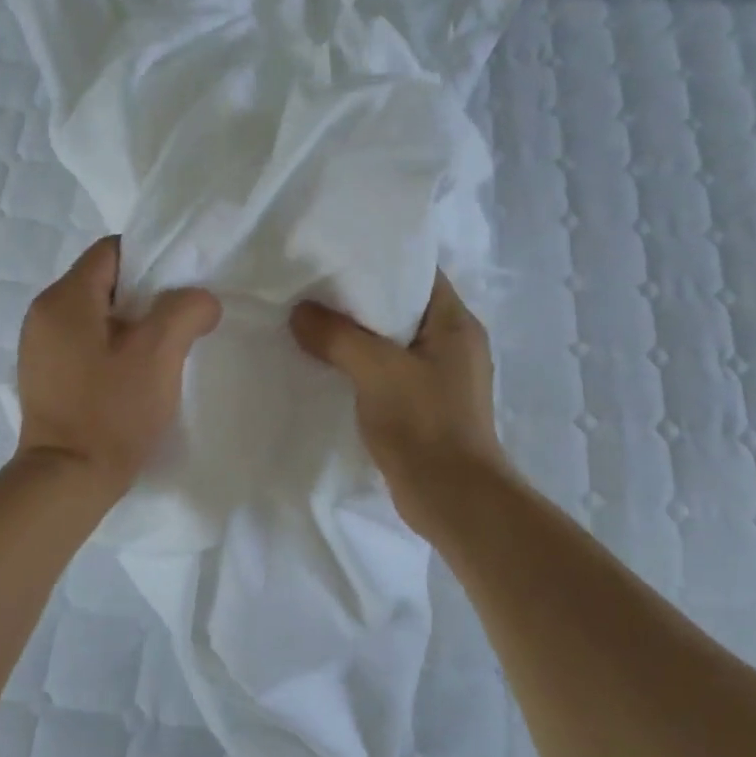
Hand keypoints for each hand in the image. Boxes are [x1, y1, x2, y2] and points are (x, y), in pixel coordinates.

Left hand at [16, 238, 221, 499]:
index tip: (182, 289)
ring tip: (162, 353)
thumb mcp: (159, 354)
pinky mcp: (44, 377)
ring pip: (96, 316)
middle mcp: (43, 314)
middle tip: (180, 322)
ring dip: (131, 326)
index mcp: (65, 298)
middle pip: (104, 282)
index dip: (153, 261)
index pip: (112, 251)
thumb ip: (186, 310)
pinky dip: (112, 349)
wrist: (68, 479)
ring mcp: (39, 347)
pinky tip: (134, 376)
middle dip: (146, 297)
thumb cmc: (112, 411)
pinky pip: (84, 344)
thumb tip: (200, 300)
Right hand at [291, 273, 509, 536]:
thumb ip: (337, 337)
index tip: (334, 257)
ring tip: (312, 325)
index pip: (418, 272)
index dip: (378, 260)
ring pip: (392, 343)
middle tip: (312, 291)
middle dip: (358, 300)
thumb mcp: (377, 371)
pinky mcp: (426, 406)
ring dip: (357, 337)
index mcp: (456, 323)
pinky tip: (329, 368)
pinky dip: (362, 367)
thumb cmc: (424, 424)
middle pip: (401, 307)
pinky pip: (389, 372)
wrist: (453, 498)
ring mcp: (441, 377)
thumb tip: (300, 313)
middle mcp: (454, 344)